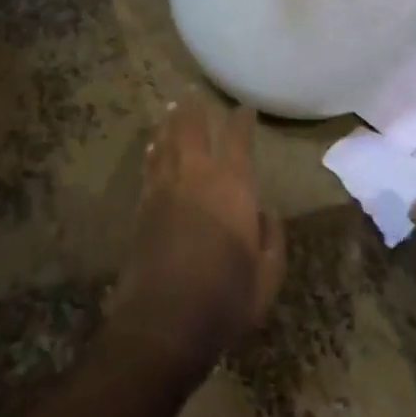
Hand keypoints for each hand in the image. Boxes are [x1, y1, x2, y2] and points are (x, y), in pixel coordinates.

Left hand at [108, 96, 285, 380]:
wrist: (162, 323)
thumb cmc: (225, 300)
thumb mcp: (267, 276)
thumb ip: (272, 239)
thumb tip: (266, 212)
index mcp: (233, 188)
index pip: (238, 141)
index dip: (241, 121)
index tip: (244, 109)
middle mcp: (196, 178)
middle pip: (193, 130)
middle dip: (195, 109)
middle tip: (194, 92)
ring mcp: (165, 190)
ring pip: (167, 143)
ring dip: (170, 122)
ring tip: (172, 107)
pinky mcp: (143, 208)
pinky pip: (150, 166)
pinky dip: (153, 150)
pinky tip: (153, 145)